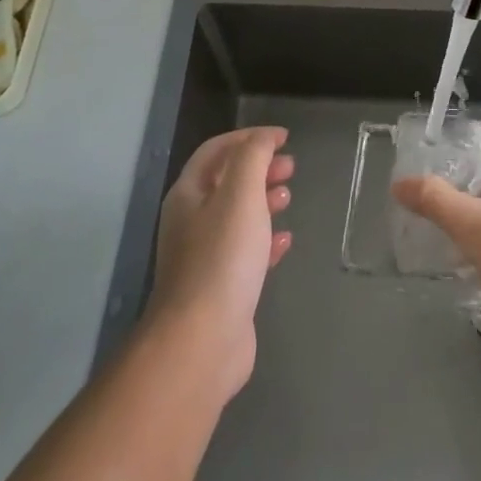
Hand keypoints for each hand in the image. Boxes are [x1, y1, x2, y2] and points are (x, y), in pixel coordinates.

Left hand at [147, 127, 293, 402]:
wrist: (202, 342)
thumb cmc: (222, 258)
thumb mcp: (241, 193)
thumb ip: (253, 156)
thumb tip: (265, 138)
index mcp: (188, 194)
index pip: (216, 150)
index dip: (249, 137)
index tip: (284, 137)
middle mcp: (191, 222)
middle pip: (227, 181)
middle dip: (260, 168)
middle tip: (291, 167)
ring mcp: (204, 257)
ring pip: (237, 216)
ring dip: (264, 201)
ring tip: (289, 198)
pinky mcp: (221, 288)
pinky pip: (246, 252)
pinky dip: (266, 240)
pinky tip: (286, 242)